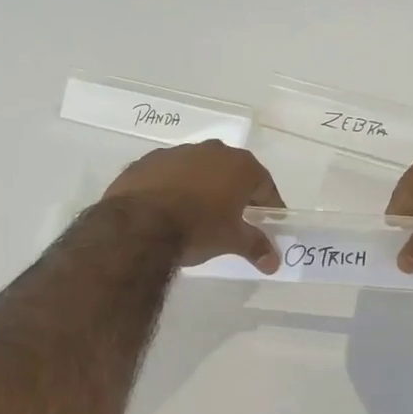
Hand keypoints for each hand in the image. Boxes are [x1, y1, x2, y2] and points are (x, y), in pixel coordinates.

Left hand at [102, 141, 285, 271]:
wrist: (138, 225)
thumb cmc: (198, 228)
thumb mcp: (232, 240)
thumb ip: (256, 247)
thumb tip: (274, 263)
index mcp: (240, 165)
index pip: (265, 185)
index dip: (268, 205)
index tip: (267, 222)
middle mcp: (212, 150)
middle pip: (232, 172)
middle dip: (235, 194)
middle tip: (233, 219)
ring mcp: (178, 152)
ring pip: (199, 170)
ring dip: (202, 187)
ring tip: (197, 215)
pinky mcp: (148, 160)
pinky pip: (170, 174)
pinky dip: (174, 187)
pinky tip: (167, 209)